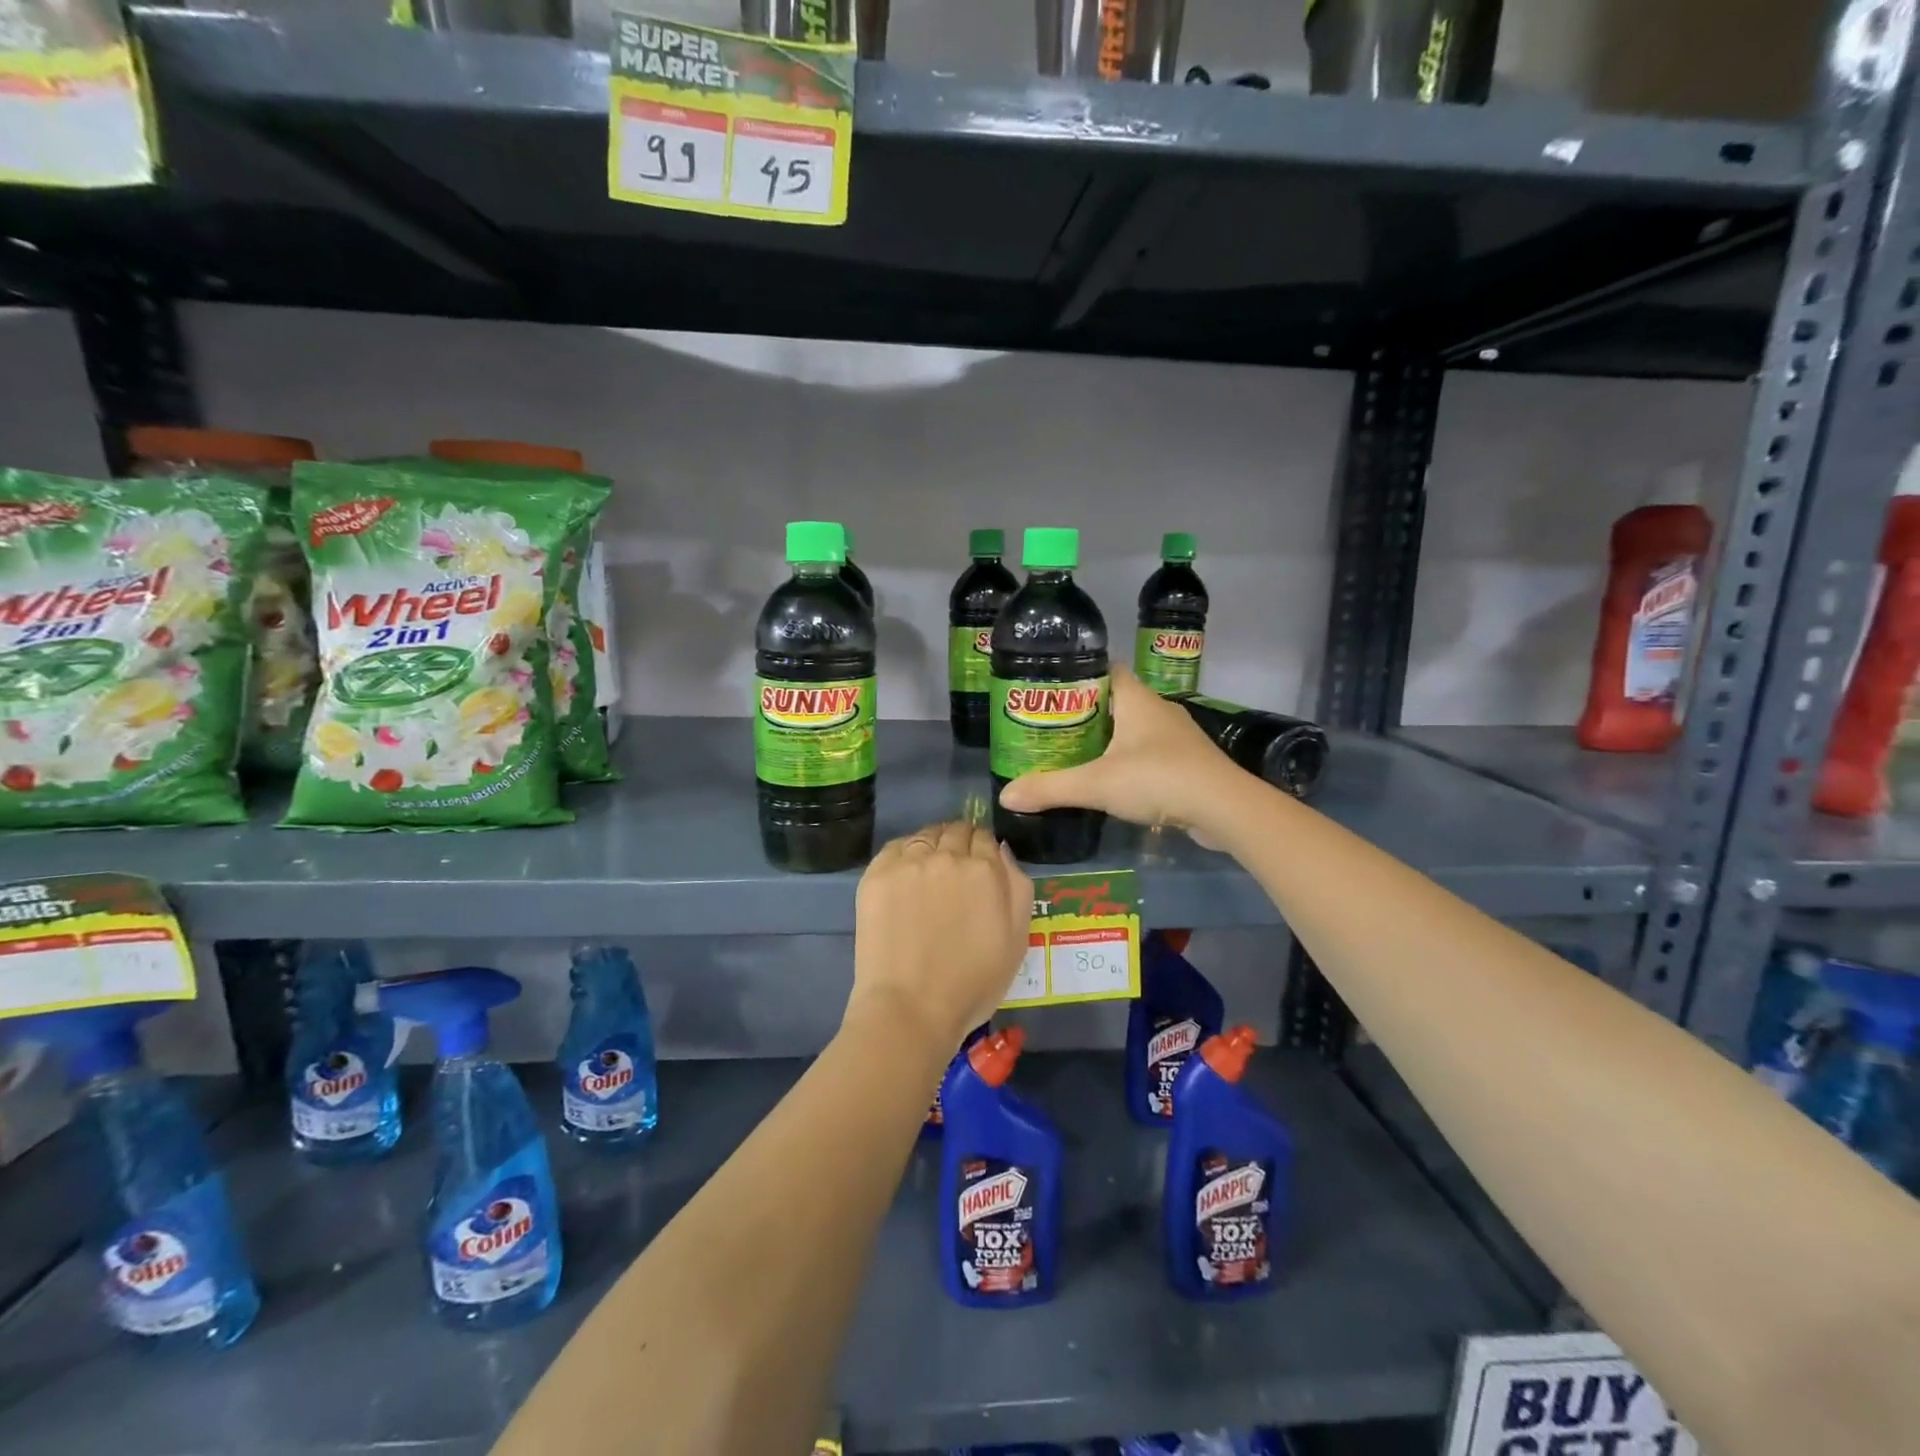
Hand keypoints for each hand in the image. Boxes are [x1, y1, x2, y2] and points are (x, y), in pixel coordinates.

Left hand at [848, 820, 1032, 1054]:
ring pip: (926, 836)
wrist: (911, 1009)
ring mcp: (909, 862)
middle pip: (955, 831)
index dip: (983, 850)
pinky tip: (905, 876)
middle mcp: (947, 856)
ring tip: (928, 872)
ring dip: (932, 846)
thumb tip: (1002, 851)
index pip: (985, 838)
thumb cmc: (972, 983)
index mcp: (985, 870)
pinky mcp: (877, 874)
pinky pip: (895, 847)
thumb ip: (1017, 886)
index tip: (979, 866)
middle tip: (955, 870)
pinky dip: (904, 853)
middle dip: (959, 843)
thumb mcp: (1017, 939)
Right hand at [998, 667, 1240, 840]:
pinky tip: (1113, 780)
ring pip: (1134, 728)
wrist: (1223, 808)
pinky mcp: (1187, 762)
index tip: (1051, 691)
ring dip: (1109, 738)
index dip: (1079, 675)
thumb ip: (1051, 788)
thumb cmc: (1158, 779)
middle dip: (1086, 712)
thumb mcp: (1096, 784)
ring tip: (1076, 754)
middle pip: (1116, 700)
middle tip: (1053, 728)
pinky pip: (1149, 753)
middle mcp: (1158, 709)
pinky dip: (1129, 761)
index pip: (1106, 670)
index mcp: (1136, 699)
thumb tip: (1006, 796)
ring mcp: (1177, 736)